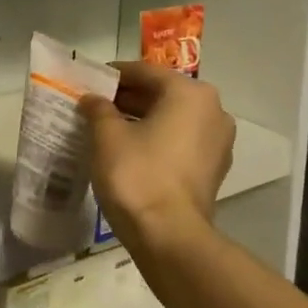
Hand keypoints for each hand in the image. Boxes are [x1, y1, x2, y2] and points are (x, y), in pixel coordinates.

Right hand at [81, 62, 234, 247]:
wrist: (169, 235)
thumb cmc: (137, 175)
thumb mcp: (107, 136)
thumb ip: (98, 109)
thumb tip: (92, 99)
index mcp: (190, 94)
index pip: (145, 72)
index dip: (113, 74)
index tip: (89, 80)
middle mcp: (213, 110)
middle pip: (162, 93)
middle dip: (128, 97)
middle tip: (95, 105)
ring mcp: (218, 142)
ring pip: (173, 118)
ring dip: (142, 118)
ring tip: (107, 127)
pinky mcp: (214, 168)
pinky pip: (181, 141)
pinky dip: (157, 139)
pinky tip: (130, 150)